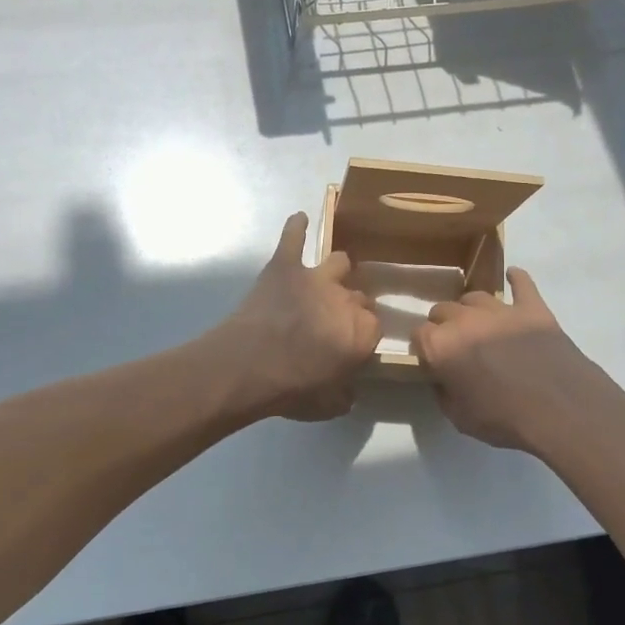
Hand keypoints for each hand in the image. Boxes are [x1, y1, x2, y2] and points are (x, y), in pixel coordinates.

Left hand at [216, 213, 379, 420]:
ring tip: (330, 276)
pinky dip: (296, 227)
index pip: (375, 325)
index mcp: (362, 331)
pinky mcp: (284, 265)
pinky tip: (299, 219)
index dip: (364, 333)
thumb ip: (344, 395)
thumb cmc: (291, 390)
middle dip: (351, 304)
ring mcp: (315, 277)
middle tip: (335, 317)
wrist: (249, 366)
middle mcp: (345, 298)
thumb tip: (348, 392)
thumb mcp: (327, 405)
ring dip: (337, 269)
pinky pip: (293, 238)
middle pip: (359, 295)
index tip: (354, 342)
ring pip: (339, 262)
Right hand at [413, 269, 612, 450]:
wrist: (560, 409)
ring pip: (474, 296)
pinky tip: (512, 277)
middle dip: (444, 325)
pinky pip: (522, 284)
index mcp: (441, 345)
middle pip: (442, 310)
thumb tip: (442, 378)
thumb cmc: (504, 418)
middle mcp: (465, 319)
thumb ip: (443, 392)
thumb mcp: (459, 417)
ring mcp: (500, 309)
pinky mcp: (532, 308)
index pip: (418, 335)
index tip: (431, 361)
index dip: (423, 348)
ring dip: (471, 309)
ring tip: (479, 324)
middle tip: (456, 346)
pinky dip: (516, 280)